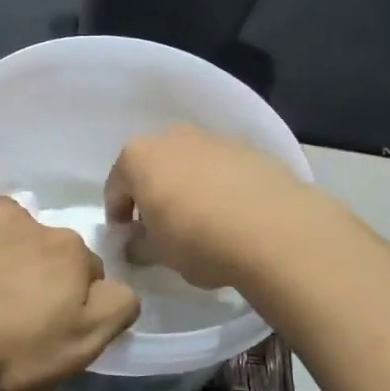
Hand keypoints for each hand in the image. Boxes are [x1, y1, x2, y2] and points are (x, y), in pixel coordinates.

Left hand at [0, 164, 140, 390]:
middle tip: (7, 312)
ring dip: (2, 241)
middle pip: (48, 245)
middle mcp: (32, 223)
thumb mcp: (74, 351)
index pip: (88, 272)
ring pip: (8, 219)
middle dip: (37, 271)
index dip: (72, 300)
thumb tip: (119, 286)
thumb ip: (112, 311)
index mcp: (69, 256)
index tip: (46, 326)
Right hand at [104, 125, 308, 290]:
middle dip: (152, 194)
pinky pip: (221, 169)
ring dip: (186, 188)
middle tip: (161, 228)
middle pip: (152, 167)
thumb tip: (134, 244)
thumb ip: (138, 246)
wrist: (274, 229)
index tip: (128, 239)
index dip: (118, 216)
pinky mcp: (249, 149)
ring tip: (201, 222)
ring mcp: (213, 138)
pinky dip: (219, 186)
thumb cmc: (198, 239)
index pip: (115, 187)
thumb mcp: (158, 253)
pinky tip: (231, 215)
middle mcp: (172, 137)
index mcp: (138, 156)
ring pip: (188, 164)